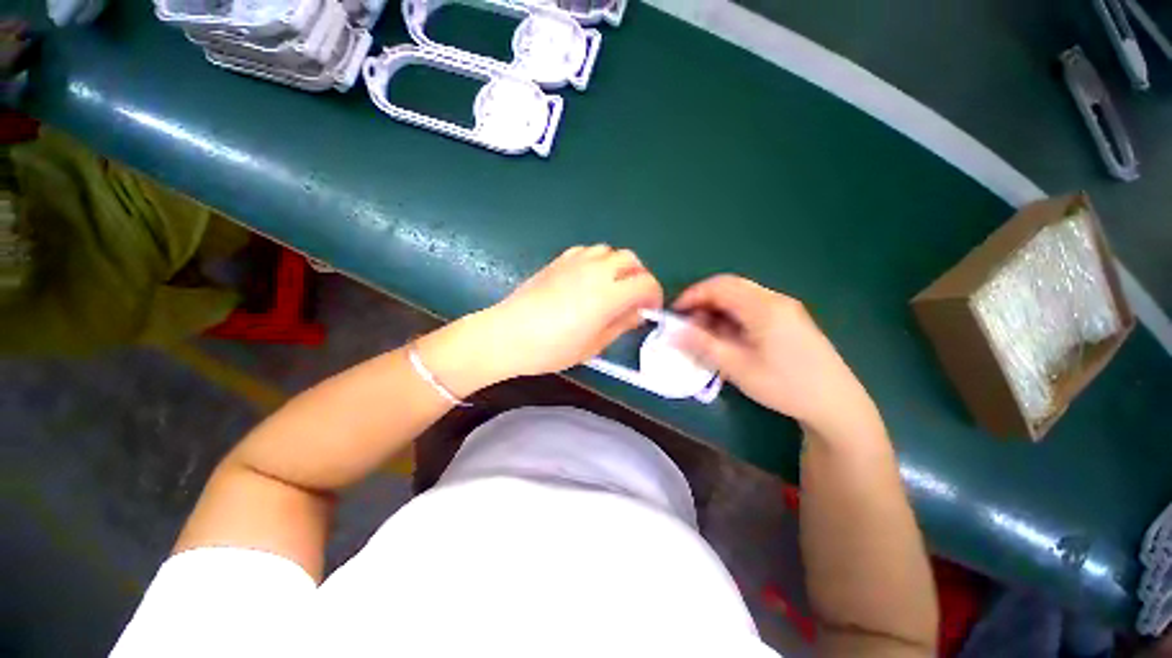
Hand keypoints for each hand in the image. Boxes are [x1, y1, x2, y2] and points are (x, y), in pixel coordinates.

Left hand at [424, 245, 662, 391]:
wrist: (507, 334)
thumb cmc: (551, 349)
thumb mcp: (593, 345)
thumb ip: (620, 324)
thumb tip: (637, 312)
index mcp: (608, 295)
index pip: (645, 283)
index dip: (654, 295)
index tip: (649, 309)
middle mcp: (595, 271)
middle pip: (631, 259)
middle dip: (639, 276)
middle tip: (634, 297)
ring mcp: (576, 262)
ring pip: (610, 251)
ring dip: (618, 266)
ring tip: (612, 287)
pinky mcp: (559, 260)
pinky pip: (588, 251)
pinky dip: (597, 261)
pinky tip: (588, 279)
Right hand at [673, 275, 879, 437]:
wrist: (835, 403)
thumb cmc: (784, 385)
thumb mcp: (736, 367)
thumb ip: (702, 345)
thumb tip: (672, 331)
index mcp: (763, 307)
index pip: (718, 286)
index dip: (692, 296)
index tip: (674, 313)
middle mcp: (775, 299)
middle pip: (730, 286)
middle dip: (703, 300)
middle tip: (687, 323)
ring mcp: (785, 307)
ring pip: (741, 296)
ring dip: (717, 308)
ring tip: (705, 332)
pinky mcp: (790, 318)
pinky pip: (752, 306)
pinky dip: (732, 315)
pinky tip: (728, 336)